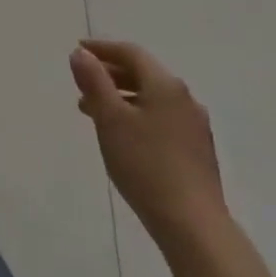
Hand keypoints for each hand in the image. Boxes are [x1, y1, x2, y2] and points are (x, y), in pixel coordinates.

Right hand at [71, 39, 227, 251]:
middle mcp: (185, 98)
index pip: (130, 52)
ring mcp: (195, 126)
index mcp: (165, 84)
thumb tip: (81, 54)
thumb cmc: (146, 165)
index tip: (77, 51)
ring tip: (94, 113)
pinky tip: (124, 137)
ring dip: (121, 97)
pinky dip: (137, 116)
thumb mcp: (110, 118)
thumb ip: (94, 81)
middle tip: (81, 82)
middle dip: (110, 74)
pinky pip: (161, 118)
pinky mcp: (197, 152)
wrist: (194, 227)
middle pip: (143, 74)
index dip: (102, 49)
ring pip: (151, 98)